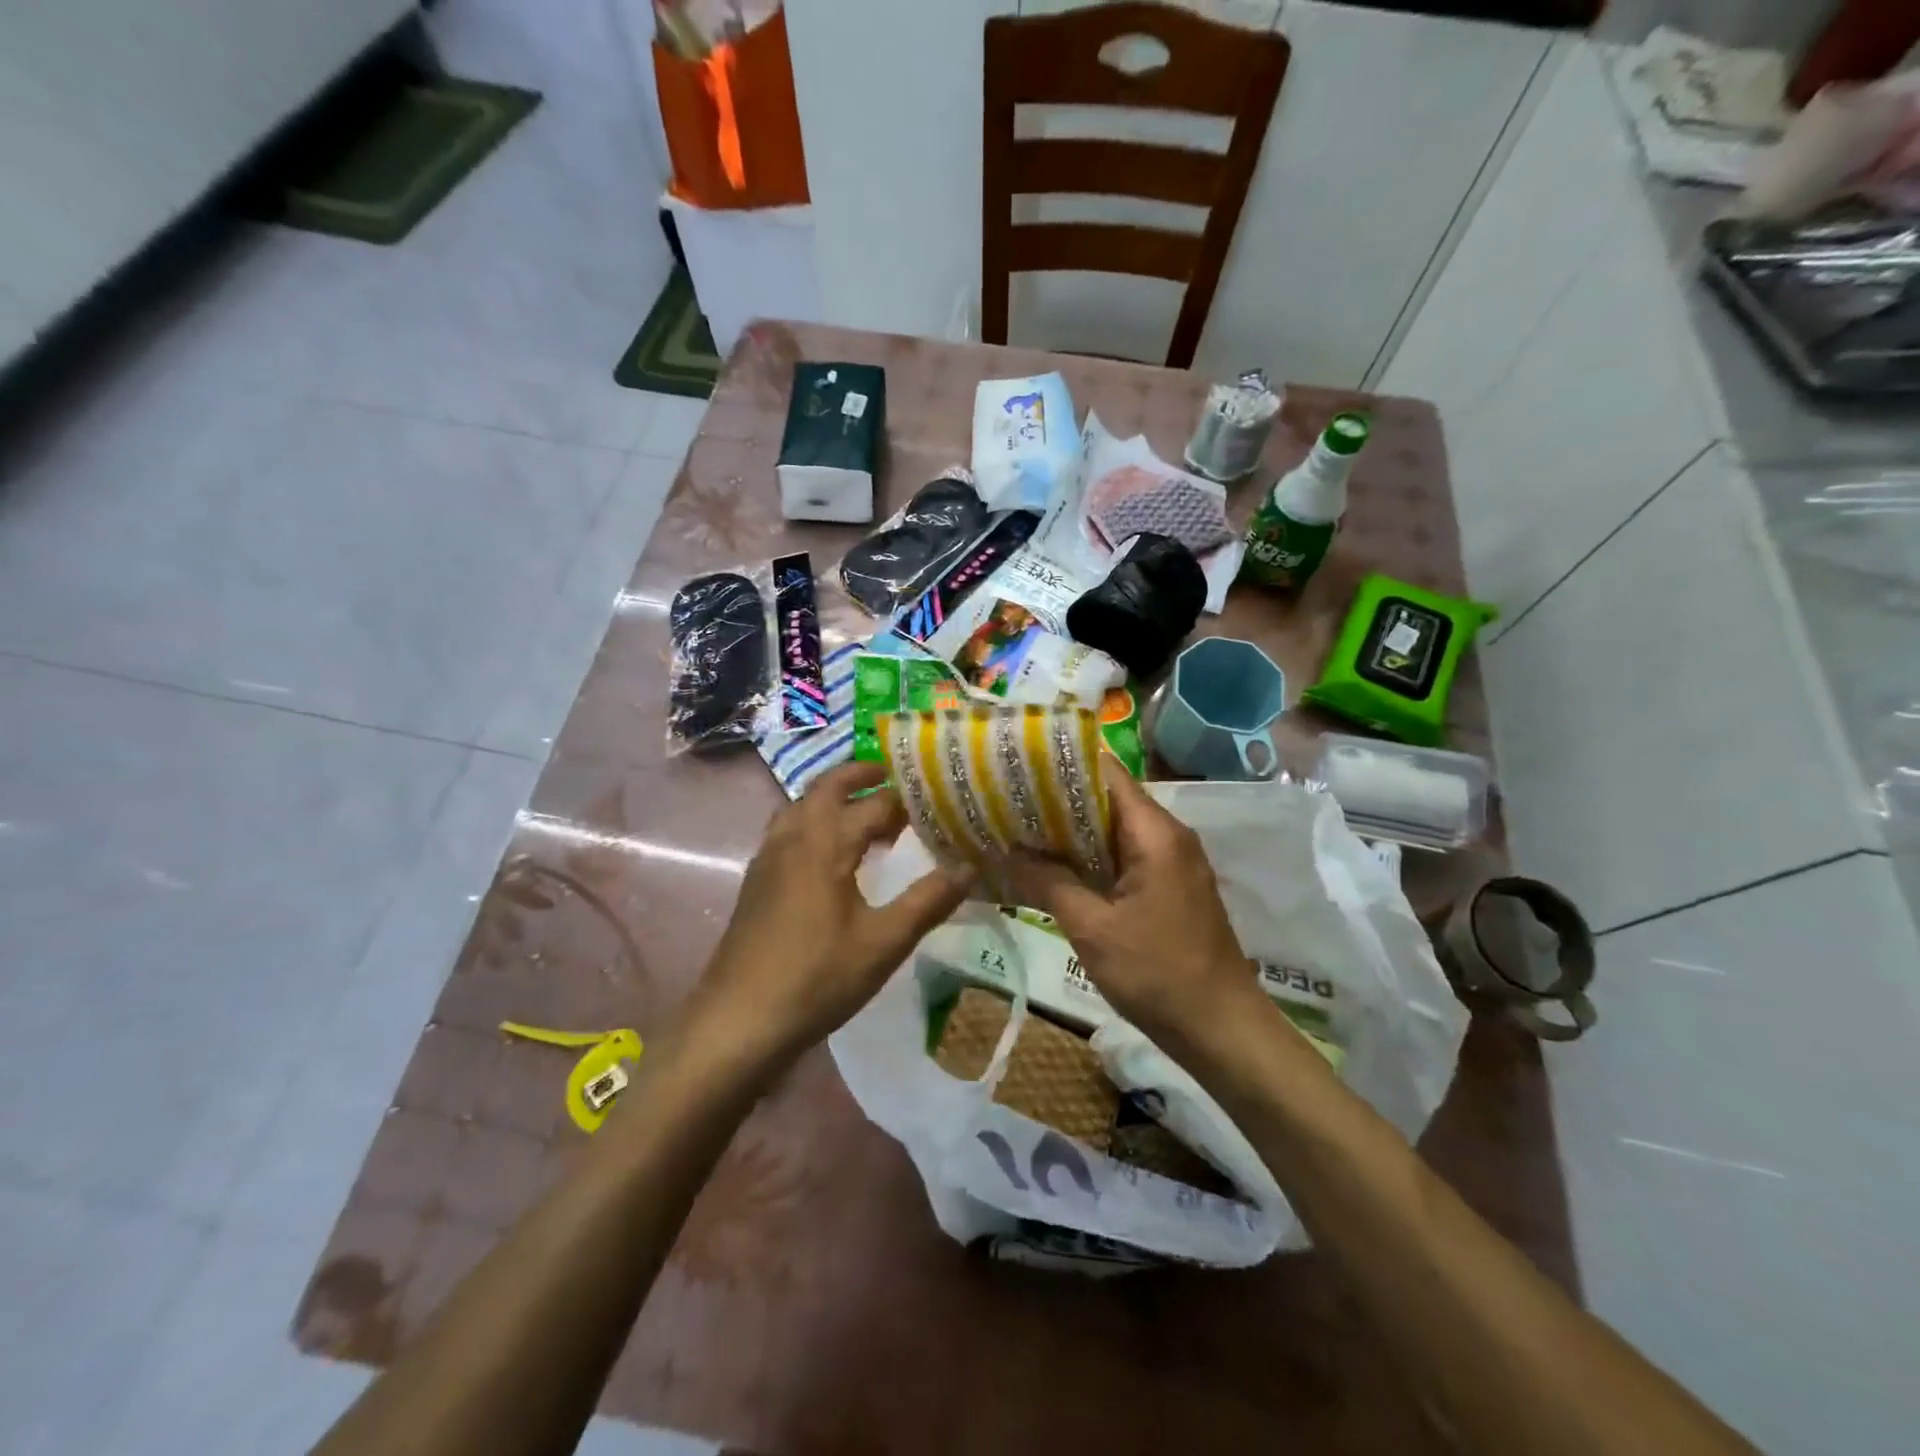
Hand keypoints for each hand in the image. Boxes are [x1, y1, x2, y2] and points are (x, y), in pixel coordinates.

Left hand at [693, 761, 970, 1062]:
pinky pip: (788, 828)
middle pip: (828, 786)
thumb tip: (970, 866)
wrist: (738, 1021)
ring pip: (802, 805)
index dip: (907, 799)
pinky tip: (830, 854)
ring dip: (835, 797)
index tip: (937, 797)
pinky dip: (814, 820)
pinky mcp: (756, 879)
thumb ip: (928, 900)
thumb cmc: (817, 978)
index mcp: (826, 842)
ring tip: (868, 814)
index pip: (875, 803)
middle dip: (863, 775)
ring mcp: (769, 856)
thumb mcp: (884, 942)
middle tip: (897, 780)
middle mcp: (794, 836)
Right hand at [1008, 763, 1264, 1048]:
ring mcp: (1170, 862)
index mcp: (1155, 833)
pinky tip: (1053, 867)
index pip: (1105, 773)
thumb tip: (1008, 852)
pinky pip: (1123, 856)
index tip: (1017, 766)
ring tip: (1019, 829)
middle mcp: (1167, 836)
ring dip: (1071, 831)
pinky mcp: (1168, 887)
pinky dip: (1089, 857)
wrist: (1222, 1030)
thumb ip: (1049, 883)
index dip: (1061, 765)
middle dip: (1057, 799)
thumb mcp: (1092, 929)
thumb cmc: (1158, 974)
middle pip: (1107, 799)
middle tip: (1006, 801)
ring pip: (1113, 830)